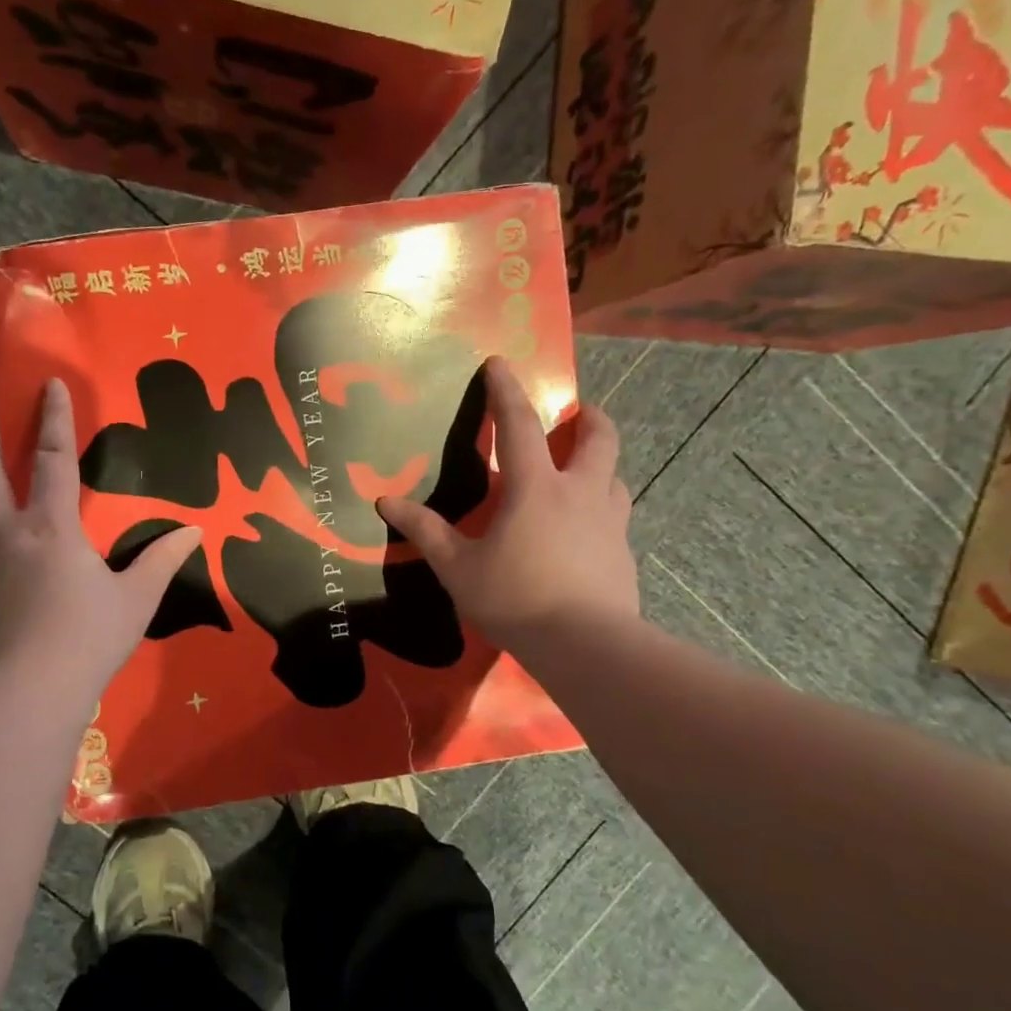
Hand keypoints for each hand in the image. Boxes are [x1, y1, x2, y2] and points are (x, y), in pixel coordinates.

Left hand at [0, 378, 200, 691]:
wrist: (24, 694)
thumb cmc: (87, 637)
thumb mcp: (135, 599)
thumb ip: (161, 560)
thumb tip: (193, 531)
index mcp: (50, 526)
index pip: (50, 458)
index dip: (51, 419)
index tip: (46, 385)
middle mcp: (9, 534)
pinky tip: (10, 556)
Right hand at [377, 357, 637, 656]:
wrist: (586, 646)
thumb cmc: (515, 598)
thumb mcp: (458, 567)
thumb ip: (426, 531)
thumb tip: (386, 502)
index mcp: (536, 488)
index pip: (519, 425)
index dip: (506, 392)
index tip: (500, 364)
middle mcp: (580, 493)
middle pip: (599, 438)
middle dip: (589, 417)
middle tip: (578, 413)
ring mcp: (610, 523)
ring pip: (614, 477)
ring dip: (599, 464)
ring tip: (580, 474)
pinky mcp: (624, 553)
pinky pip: (614, 517)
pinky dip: (600, 510)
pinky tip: (583, 534)